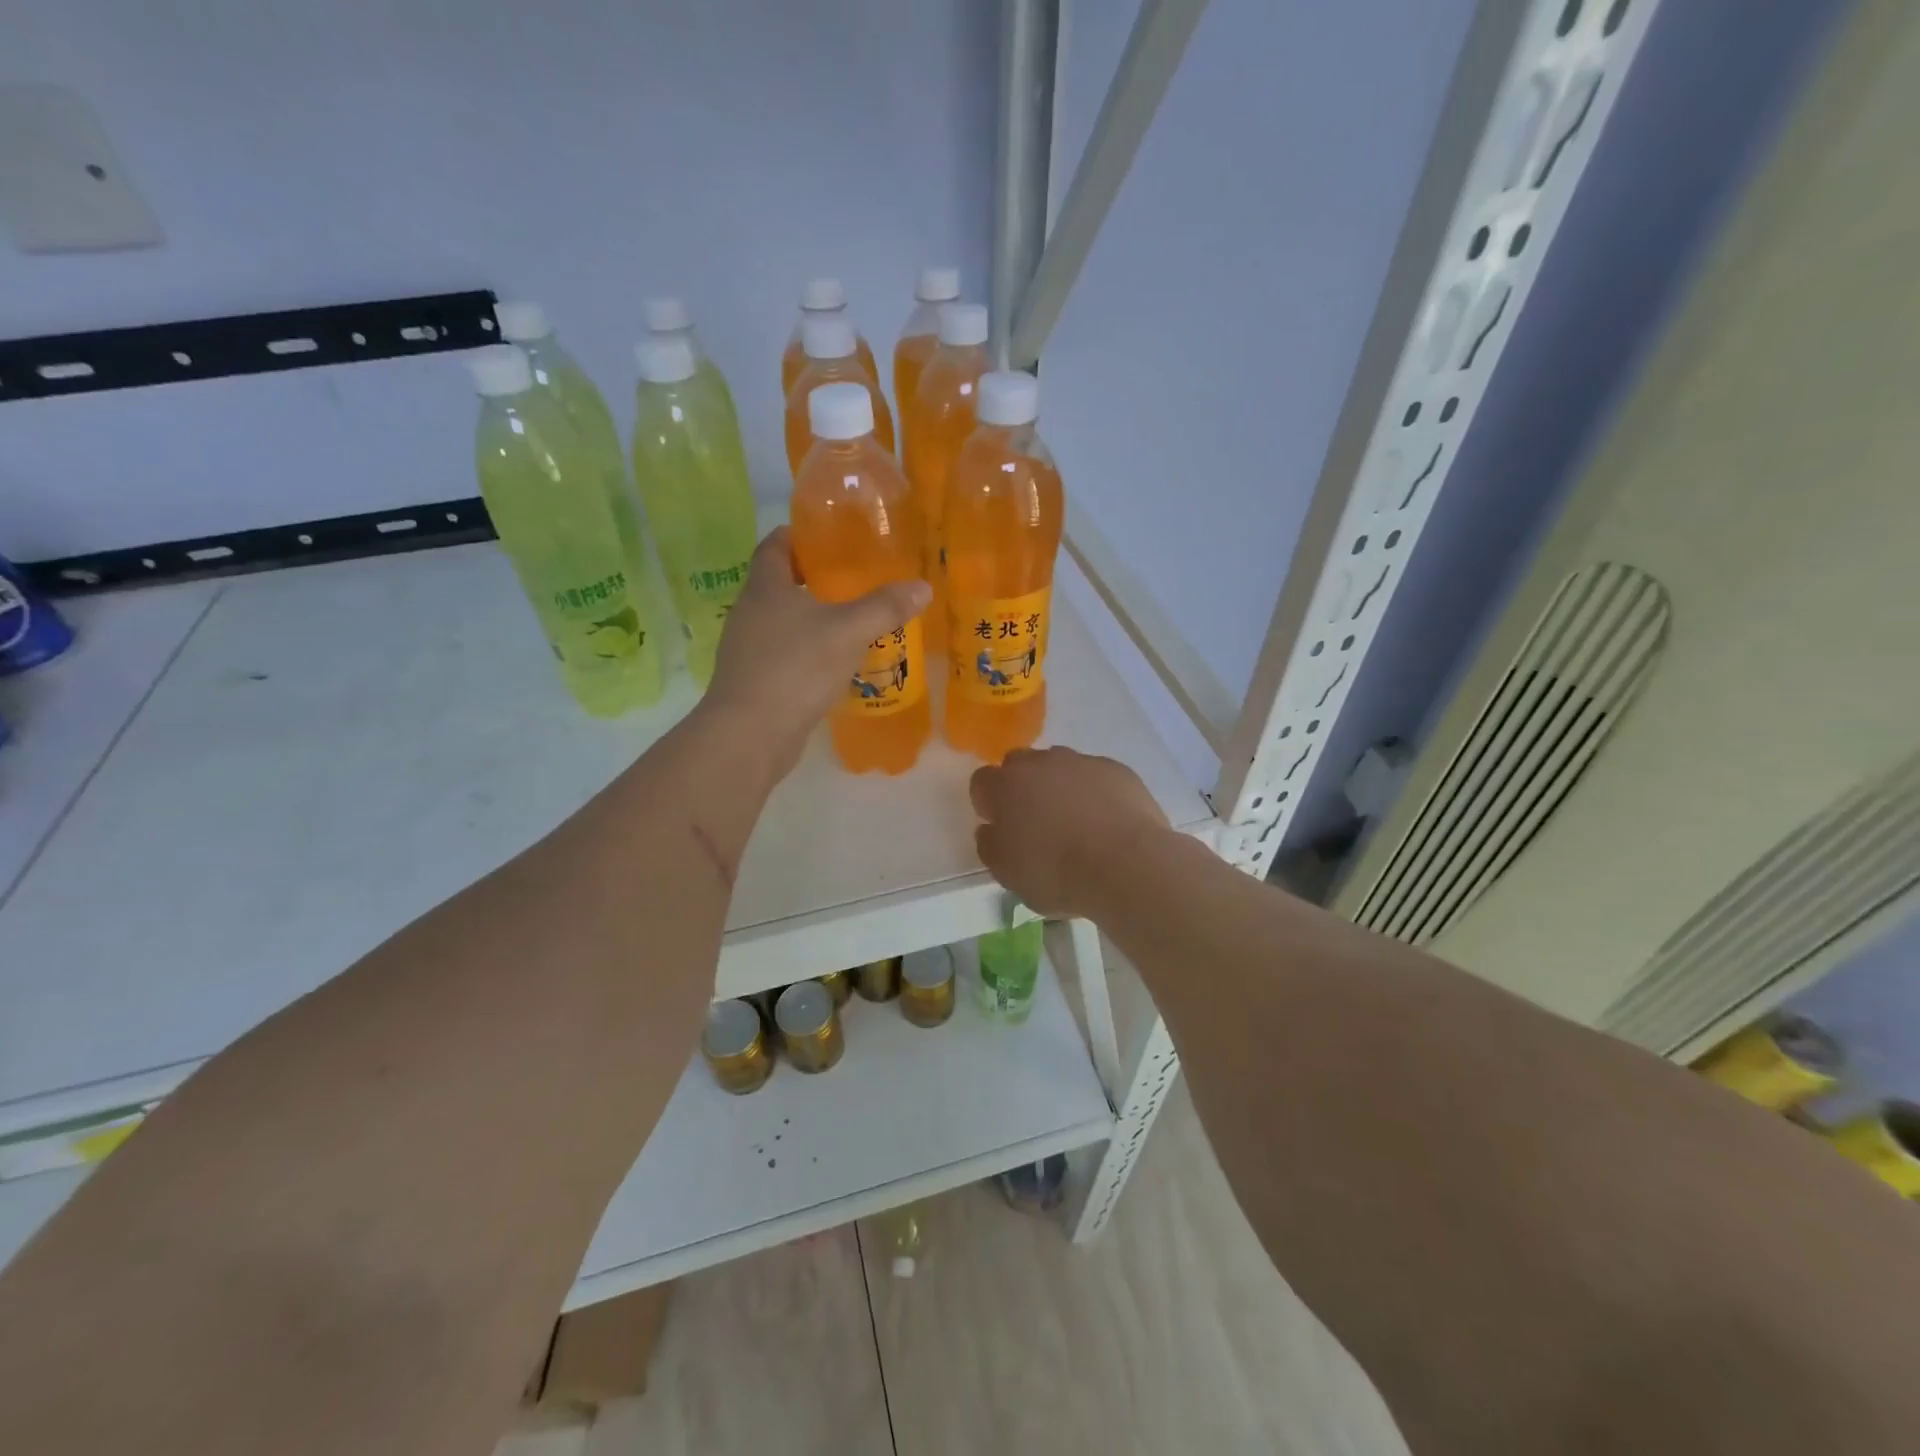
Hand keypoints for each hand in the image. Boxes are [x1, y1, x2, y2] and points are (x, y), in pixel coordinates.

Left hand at [704, 528, 930, 780]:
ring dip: (811, 620)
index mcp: (765, 588)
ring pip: (782, 623)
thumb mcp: (848, 631)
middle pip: (778, 584)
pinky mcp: (754, 682)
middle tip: (852, 581)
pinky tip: (834, 666)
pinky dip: (807, 654)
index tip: (829, 538)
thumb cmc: (796, 667)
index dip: (798, 536)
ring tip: (850, 624)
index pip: (775, 545)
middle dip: (812, 580)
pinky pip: (784, 656)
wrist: (751, 733)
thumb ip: (884, 607)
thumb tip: (922, 587)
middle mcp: (749, 613)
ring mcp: (747, 650)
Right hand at [969, 747, 1169, 917]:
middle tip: (1035, 822)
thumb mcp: (1007, 874)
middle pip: (1021, 765)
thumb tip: (990, 829)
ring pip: (1061, 767)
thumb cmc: (1057, 872)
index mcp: (1006, 786)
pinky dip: (1095, 793)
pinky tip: (1107, 823)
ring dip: (1060, 787)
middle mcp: (1041, 763)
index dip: (988, 803)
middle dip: (1022, 787)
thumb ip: (990, 845)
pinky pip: (1096, 776)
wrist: (1127, 865)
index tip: (999, 826)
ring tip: (1076, 824)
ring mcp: (1082, 762)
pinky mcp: (1117, 770)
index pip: (982, 782)